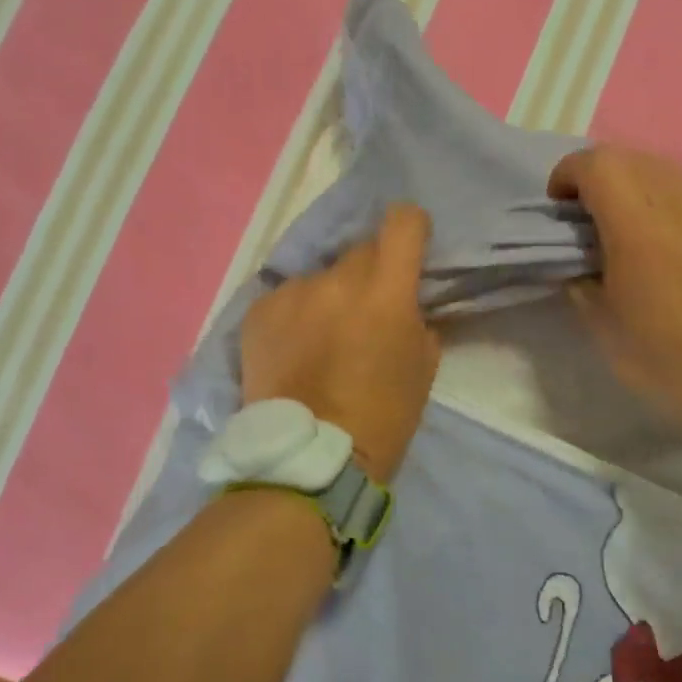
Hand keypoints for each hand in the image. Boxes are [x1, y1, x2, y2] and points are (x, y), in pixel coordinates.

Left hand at [240, 203, 440, 483]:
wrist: (307, 460)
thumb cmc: (382, 418)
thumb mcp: (422, 368)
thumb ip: (416, 319)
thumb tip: (404, 303)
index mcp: (385, 291)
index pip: (403, 222)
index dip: (411, 228)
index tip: (410, 247)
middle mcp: (337, 279)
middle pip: (360, 250)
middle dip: (370, 272)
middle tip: (366, 309)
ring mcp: (293, 293)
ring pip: (321, 276)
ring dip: (328, 296)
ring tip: (321, 338)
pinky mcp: (259, 311)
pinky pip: (287, 298)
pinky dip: (296, 315)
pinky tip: (293, 350)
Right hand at [549, 145, 681, 441]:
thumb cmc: (663, 358)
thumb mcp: (599, 321)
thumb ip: (579, 271)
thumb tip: (579, 251)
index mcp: (640, 227)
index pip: (596, 164)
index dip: (567, 174)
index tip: (558, 207)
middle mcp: (681, 202)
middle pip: (627, 157)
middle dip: (596, 175)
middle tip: (586, 214)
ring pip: (661, 168)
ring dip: (632, 183)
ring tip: (625, 223)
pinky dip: (664, 197)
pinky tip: (664, 236)